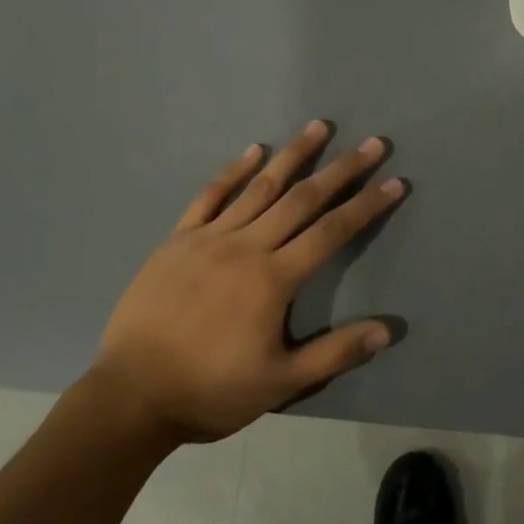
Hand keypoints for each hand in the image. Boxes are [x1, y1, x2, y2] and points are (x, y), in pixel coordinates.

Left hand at [89, 122, 403, 443]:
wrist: (129, 397)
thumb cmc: (210, 391)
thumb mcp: (279, 384)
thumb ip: (334, 354)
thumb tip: (387, 329)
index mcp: (274, 279)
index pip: (332, 232)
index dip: (367, 206)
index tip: (394, 182)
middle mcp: (247, 246)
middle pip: (303, 199)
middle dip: (342, 169)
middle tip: (373, 143)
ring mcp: (209, 238)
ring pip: (260, 187)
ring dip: (293, 155)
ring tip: (318, 127)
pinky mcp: (178, 240)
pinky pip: (209, 196)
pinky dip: (233, 171)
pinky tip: (253, 150)